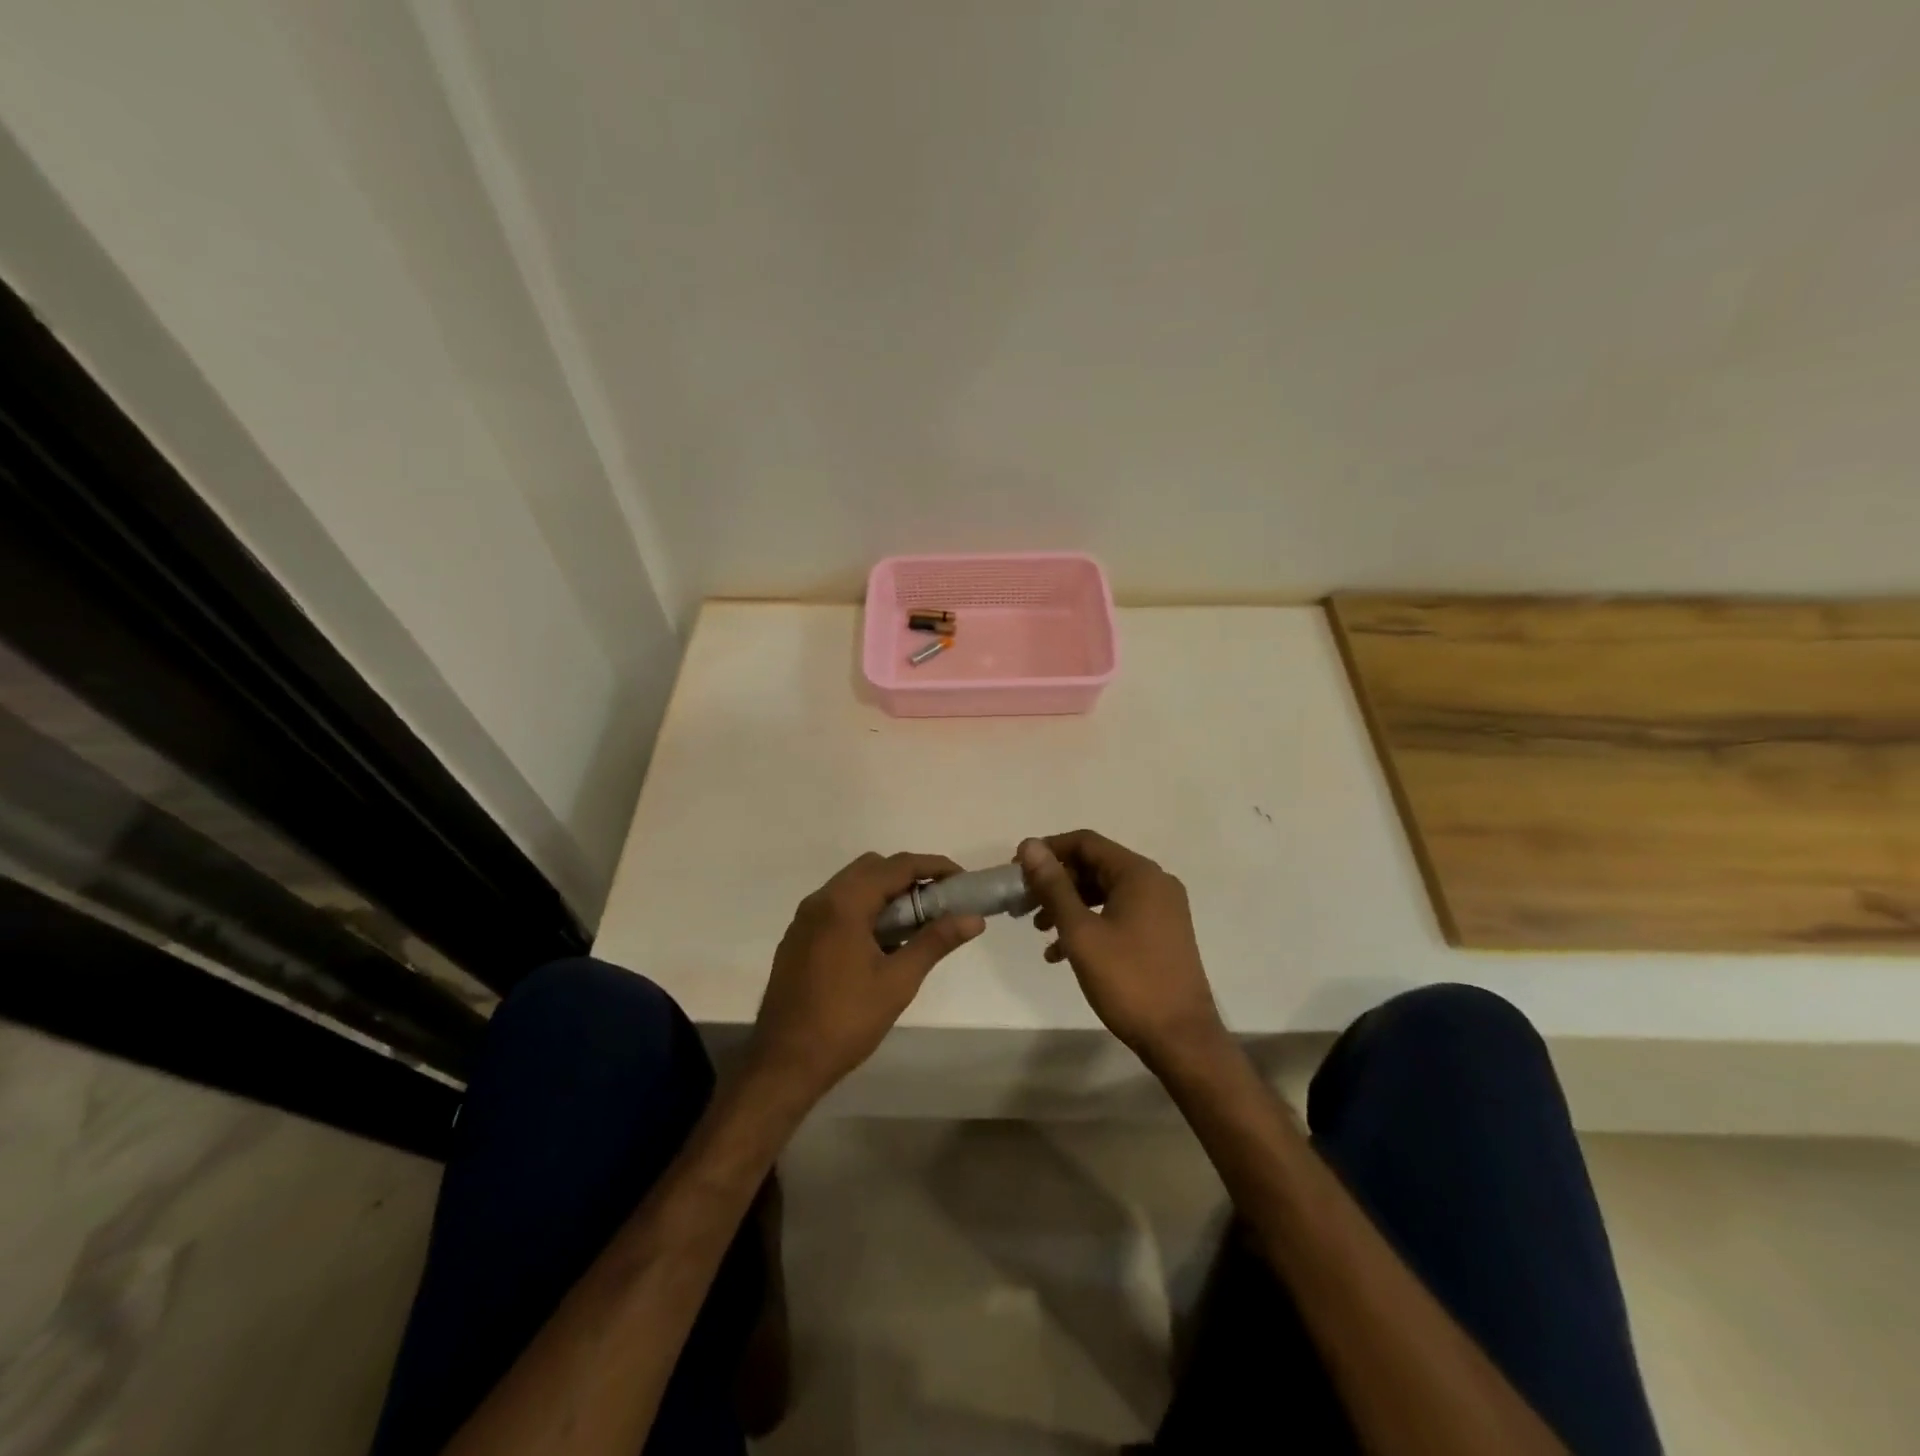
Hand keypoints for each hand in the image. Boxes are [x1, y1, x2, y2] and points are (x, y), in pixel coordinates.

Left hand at [747, 852, 984, 1104]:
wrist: (784, 1063)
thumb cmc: (846, 1021)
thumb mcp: (898, 981)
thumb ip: (935, 942)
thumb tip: (974, 919)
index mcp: (844, 904)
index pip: (896, 866)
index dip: (934, 866)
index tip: (962, 880)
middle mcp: (820, 900)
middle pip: (872, 868)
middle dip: (909, 877)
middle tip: (939, 903)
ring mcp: (805, 919)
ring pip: (853, 886)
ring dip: (886, 894)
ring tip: (915, 924)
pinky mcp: (798, 938)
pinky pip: (837, 907)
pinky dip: (864, 909)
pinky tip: (881, 943)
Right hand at [1016, 832, 1227, 1070]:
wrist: (1181, 1038)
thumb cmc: (1128, 981)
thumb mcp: (1081, 932)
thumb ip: (1054, 886)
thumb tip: (1029, 846)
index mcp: (1139, 874)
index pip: (1085, 842)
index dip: (1048, 851)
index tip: (1017, 871)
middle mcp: (1155, 882)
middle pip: (1095, 866)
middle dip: (1056, 882)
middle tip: (1024, 904)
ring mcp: (1162, 909)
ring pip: (1104, 892)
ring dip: (1069, 905)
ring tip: (1039, 930)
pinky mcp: (1162, 933)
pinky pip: (1118, 913)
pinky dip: (1090, 923)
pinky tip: (1062, 953)